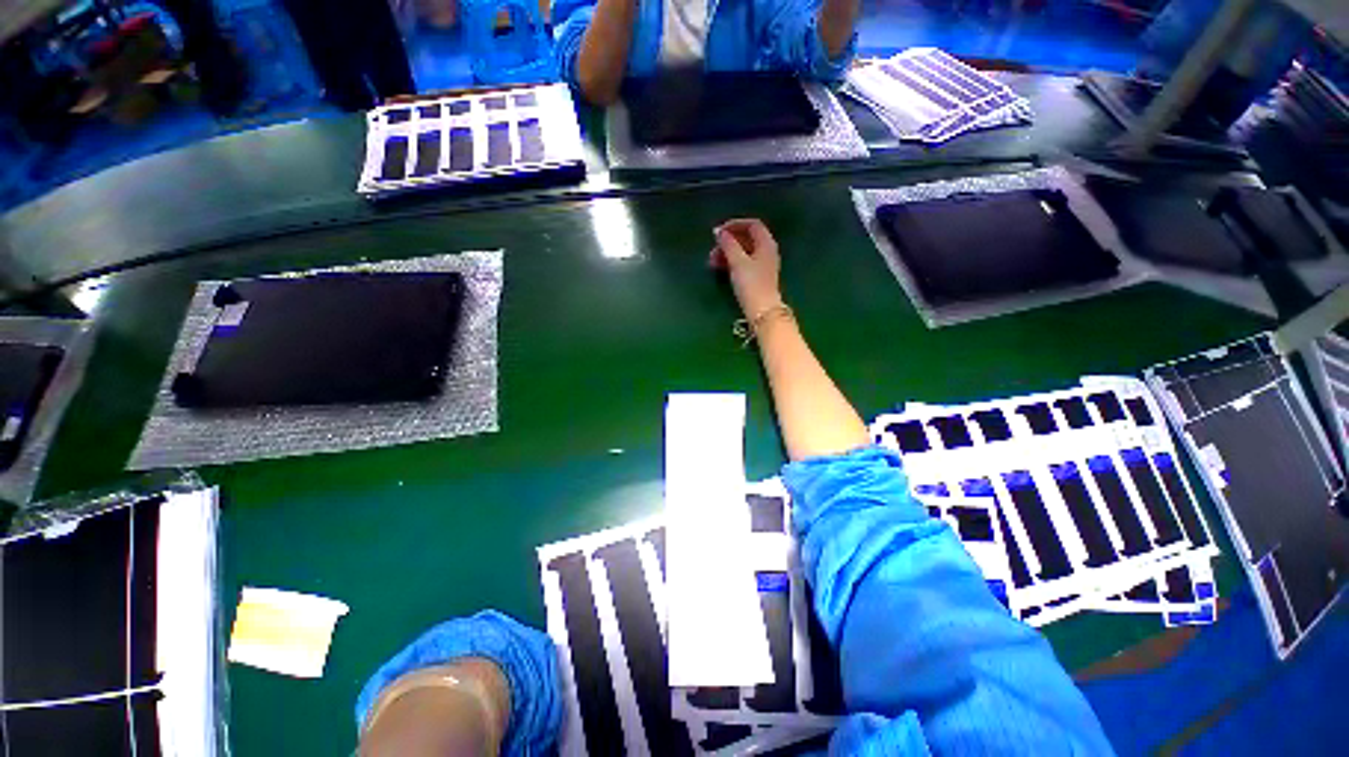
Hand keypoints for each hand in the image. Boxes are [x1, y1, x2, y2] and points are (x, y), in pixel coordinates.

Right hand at [710, 218, 782, 317]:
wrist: (762, 311)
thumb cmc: (751, 284)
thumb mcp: (737, 262)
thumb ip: (728, 244)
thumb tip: (719, 232)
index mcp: (766, 243)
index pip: (752, 225)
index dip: (735, 224)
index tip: (719, 232)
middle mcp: (767, 251)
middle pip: (747, 239)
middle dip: (728, 242)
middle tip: (713, 249)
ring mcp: (762, 265)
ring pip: (743, 252)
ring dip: (727, 253)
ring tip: (711, 261)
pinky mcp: (757, 278)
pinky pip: (743, 263)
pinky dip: (731, 263)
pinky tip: (719, 269)